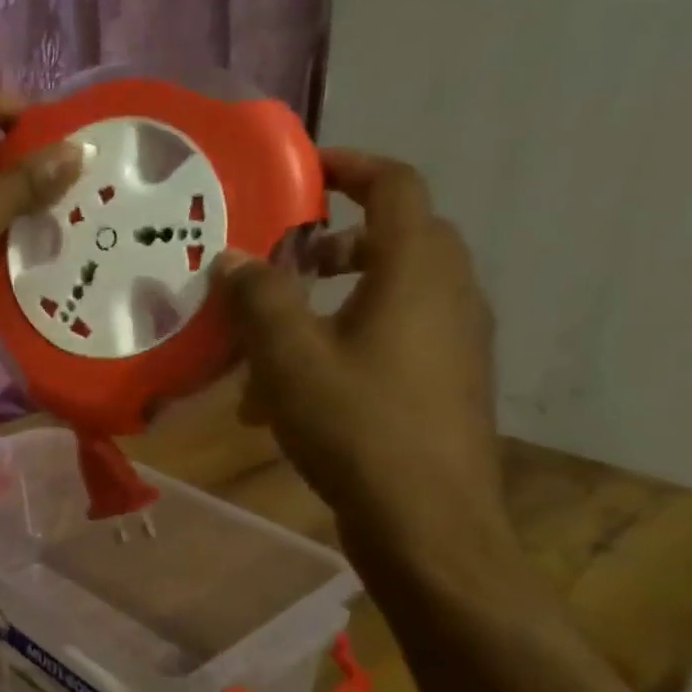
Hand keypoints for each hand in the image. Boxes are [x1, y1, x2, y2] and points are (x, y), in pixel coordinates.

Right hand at [218, 150, 511, 569]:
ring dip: (335, 297)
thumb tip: (235, 259)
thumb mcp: (288, 356)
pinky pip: (397, 336)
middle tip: (284, 259)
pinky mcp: (449, 382)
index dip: (350, 166)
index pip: (396, 186)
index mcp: (416, 271)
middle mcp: (449, 294)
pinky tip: (300, 389)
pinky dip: (349, 338)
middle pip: (396, 237)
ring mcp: (456, 342)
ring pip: (393, 292)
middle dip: (334, 241)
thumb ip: (259, 296)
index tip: (302, 171)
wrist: (428, 526)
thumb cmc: (356, 425)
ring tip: (276, 335)